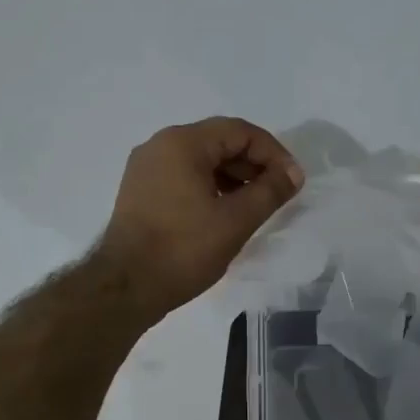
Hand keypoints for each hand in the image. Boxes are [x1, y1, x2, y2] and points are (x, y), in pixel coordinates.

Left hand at [99, 117, 303, 317]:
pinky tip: (224, 214)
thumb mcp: (236, 220)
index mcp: (182, 143)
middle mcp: (160, 146)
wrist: (126, 287)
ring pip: (201, 161)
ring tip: (254, 207)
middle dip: (253, 165)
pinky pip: (183, 177)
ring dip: (233, 178)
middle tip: (276, 194)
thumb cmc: (183, 250)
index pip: (239, 131)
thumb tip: (293, 173)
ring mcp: (146, 169)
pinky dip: (210, 188)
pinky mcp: (140, 191)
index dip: (273, 153)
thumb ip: (270, 191)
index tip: (292, 181)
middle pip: (219, 142)